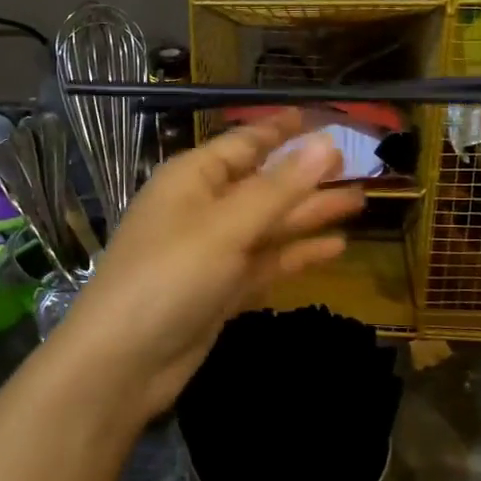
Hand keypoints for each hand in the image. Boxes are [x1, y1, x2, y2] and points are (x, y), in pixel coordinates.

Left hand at [55, 112, 366, 421]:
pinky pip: (266, 262)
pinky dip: (297, 254)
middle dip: (306, 175)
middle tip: (357, 165)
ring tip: (358, 201)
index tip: (319, 118)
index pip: (244, 142)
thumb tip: (325, 141)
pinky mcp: (222, 289)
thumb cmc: (169, 276)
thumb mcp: (227, 225)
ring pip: (269, 224)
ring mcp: (213, 252)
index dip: (282, 130)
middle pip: (263, 184)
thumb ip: (280, 186)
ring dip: (309, 213)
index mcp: (193, 178)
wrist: (122, 363)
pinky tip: (336, 247)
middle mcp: (203, 208)